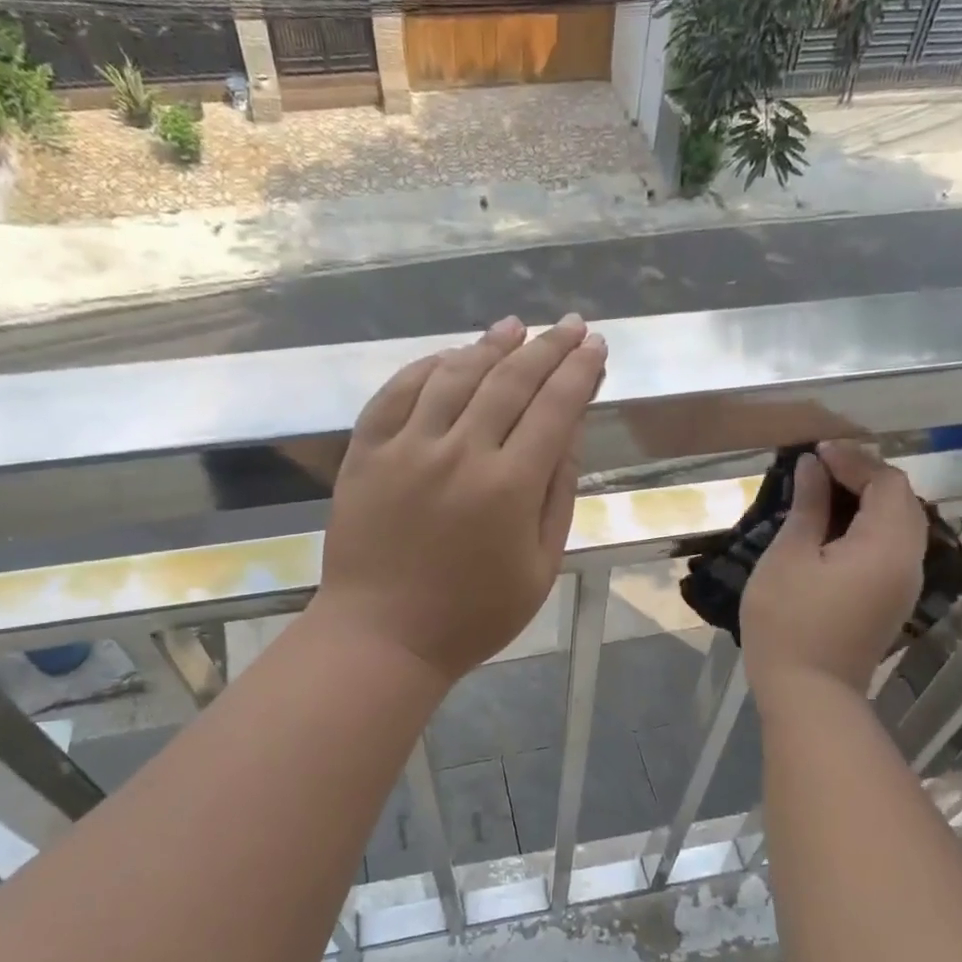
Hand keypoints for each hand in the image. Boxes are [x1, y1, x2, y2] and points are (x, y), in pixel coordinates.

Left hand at [312, 313, 606, 683]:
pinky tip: (449, 356)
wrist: (382, 636)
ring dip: (489, 345)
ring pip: (454, 375)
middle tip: (568, 324)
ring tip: (514, 327)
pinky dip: (427, 367)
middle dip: (546, 347)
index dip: (579, 370)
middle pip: (510, 380)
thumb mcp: (540, 568)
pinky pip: (398, 392)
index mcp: (510, 487)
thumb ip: (558, 496)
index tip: (595, 345)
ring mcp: (407, 448)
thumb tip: (569, 434)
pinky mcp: (366, 452)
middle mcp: (460, 453)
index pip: (555, 408)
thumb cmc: (472, 616)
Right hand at [741, 441, 926, 702]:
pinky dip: (869, 526)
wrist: (807, 694)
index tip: (815, 451)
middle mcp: (908, 560)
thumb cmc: (789, 622)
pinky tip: (835, 527)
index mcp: (887, 545)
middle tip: (821, 466)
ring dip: (868, 500)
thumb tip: (813, 467)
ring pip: (900, 524)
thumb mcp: (789, 556)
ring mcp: (903, 584)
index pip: (887, 483)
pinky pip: (891, 547)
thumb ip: (807, 506)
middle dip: (865, 475)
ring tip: (825, 491)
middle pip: (902, 501)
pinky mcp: (892, 601)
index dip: (855, 460)